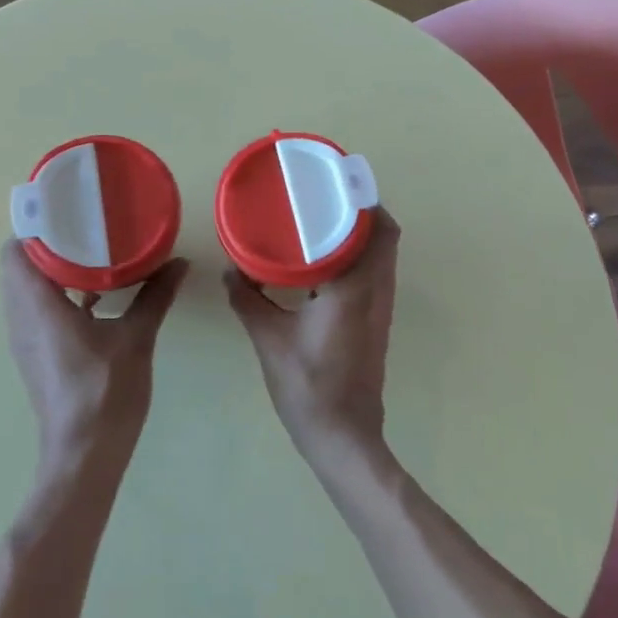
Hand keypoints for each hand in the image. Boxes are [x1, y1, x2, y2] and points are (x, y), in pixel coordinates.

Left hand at [0, 242, 188, 471]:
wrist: (84, 455)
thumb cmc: (105, 392)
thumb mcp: (136, 338)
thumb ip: (155, 296)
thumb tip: (178, 262)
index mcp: (38, 306)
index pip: (16, 251)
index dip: (37, 226)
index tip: (68, 210)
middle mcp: (22, 318)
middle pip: (19, 266)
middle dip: (48, 243)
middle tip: (85, 227)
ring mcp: (26, 339)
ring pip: (26, 289)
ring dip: (51, 269)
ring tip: (90, 253)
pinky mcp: (36, 355)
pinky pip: (36, 310)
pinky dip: (56, 294)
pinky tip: (94, 295)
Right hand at [224, 209, 400, 469]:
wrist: (343, 436)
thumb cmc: (308, 385)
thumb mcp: (269, 339)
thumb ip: (248, 300)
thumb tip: (230, 270)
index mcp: (355, 286)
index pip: (377, 229)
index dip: (365, 200)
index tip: (338, 181)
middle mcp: (377, 290)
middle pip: (387, 236)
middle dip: (363, 211)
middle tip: (327, 197)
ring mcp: (381, 308)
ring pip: (383, 256)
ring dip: (362, 234)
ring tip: (323, 220)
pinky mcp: (376, 322)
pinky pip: (376, 274)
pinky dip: (358, 257)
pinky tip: (323, 262)